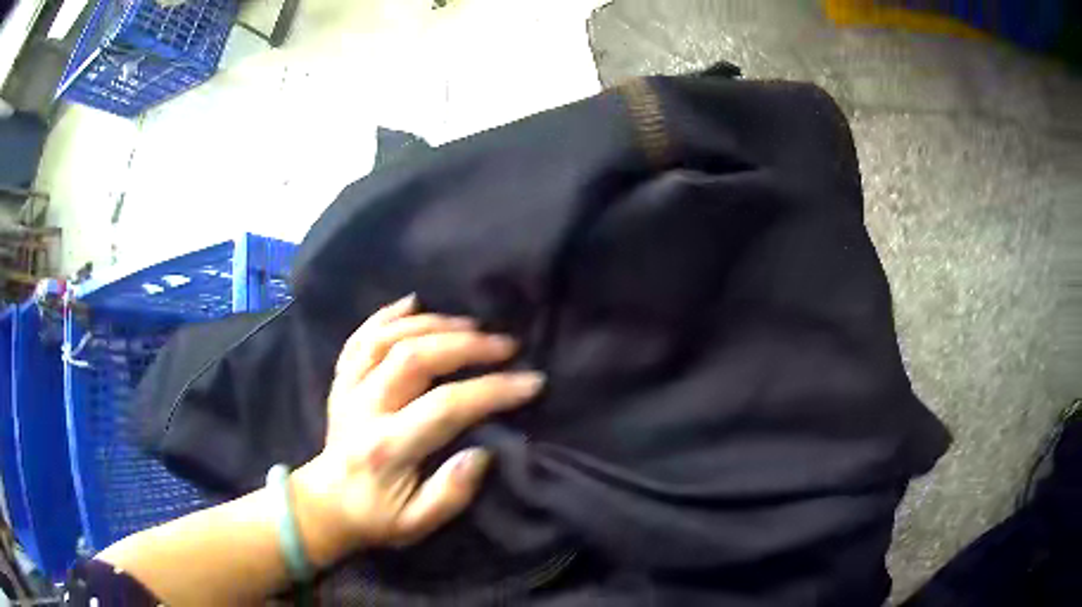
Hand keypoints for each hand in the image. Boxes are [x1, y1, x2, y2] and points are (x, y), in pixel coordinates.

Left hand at [291, 295, 543, 566]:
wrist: (326, 504)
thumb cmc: (377, 516)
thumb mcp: (417, 524)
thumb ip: (451, 494)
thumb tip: (482, 453)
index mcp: (387, 447)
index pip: (445, 407)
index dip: (492, 390)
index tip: (531, 382)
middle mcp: (364, 409)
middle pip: (413, 358)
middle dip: (466, 346)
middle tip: (505, 345)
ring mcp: (348, 389)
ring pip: (386, 339)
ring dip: (432, 324)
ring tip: (471, 324)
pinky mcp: (341, 380)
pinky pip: (360, 338)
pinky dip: (386, 316)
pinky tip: (413, 301)